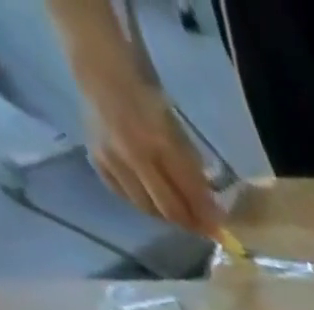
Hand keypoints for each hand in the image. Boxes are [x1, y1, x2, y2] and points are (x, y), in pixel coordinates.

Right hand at [82, 73, 218, 234]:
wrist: (105, 74)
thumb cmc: (153, 106)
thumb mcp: (182, 138)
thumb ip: (195, 174)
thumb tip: (211, 212)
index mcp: (161, 145)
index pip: (190, 195)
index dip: (207, 218)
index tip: (219, 231)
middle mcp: (133, 154)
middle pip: (168, 209)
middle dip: (189, 223)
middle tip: (201, 227)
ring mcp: (110, 157)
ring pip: (146, 207)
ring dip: (166, 215)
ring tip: (178, 212)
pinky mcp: (95, 158)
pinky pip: (123, 195)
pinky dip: (141, 202)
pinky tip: (151, 197)